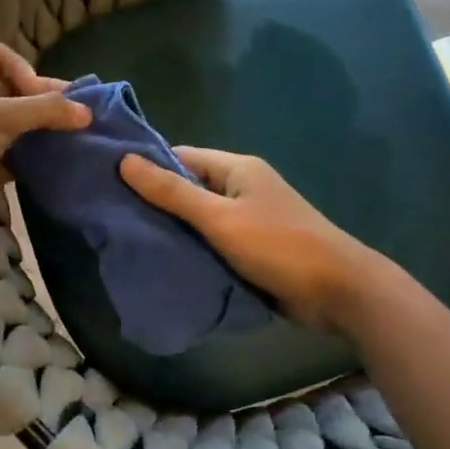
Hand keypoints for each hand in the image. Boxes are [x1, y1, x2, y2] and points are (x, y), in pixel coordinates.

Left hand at [0, 42, 89, 247]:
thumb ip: (43, 111)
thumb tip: (85, 111)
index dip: (24, 70)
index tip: (40, 96)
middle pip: (11, 91)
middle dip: (42, 103)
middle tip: (77, 119)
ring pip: (13, 126)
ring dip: (41, 133)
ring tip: (74, 142)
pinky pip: (10, 156)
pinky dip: (31, 159)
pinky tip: (57, 166)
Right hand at [120, 146, 381, 331]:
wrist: (339, 292)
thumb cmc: (278, 245)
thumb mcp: (219, 218)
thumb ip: (172, 192)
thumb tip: (125, 161)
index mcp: (237, 168)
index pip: (181, 156)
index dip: (147, 166)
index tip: (110, 182)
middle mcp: (242, 188)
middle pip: (189, 187)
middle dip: (156, 201)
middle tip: (112, 216)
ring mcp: (249, 219)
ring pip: (199, 218)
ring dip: (173, 229)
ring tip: (129, 240)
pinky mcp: (253, 249)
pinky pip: (213, 242)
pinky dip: (192, 249)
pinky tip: (163, 261)